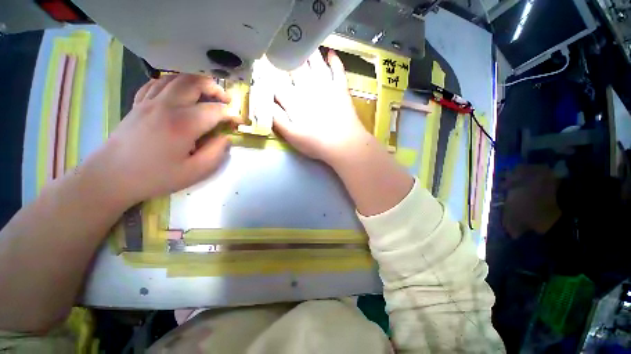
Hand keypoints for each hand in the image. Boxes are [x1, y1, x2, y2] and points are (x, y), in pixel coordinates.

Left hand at [86, 74, 240, 205]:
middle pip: (195, 83)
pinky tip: (180, 93)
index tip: (239, 122)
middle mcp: (166, 106)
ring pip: (177, 78)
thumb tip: (226, 138)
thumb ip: (217, 153)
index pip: (215, 110)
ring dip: (196, 82)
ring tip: (206, 94)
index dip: (231, 115)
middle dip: (215, 89)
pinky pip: (157, 83)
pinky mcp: (138, 104)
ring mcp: (149, 102)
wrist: (112, 176)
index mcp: (183, 124)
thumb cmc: (156, 177)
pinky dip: (174, 83)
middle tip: (226, 101)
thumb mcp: (195, 172)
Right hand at [272, 50, 370, 163]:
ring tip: (301, 42)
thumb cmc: (316, 143)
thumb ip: (277, 119)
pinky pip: (338, 70)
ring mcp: (326, 86)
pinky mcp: (341, 89)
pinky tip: (330, 53)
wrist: (344, 144)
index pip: (277, 81)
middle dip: (285, 56)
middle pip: (294, 67)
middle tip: (281, 46)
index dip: (268, 71)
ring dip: (307, 52)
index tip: (262, 61)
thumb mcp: (291, 136)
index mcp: (294, 101)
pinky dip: (334, 60)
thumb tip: (266, 102)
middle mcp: (308, 88)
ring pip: (315, 62)